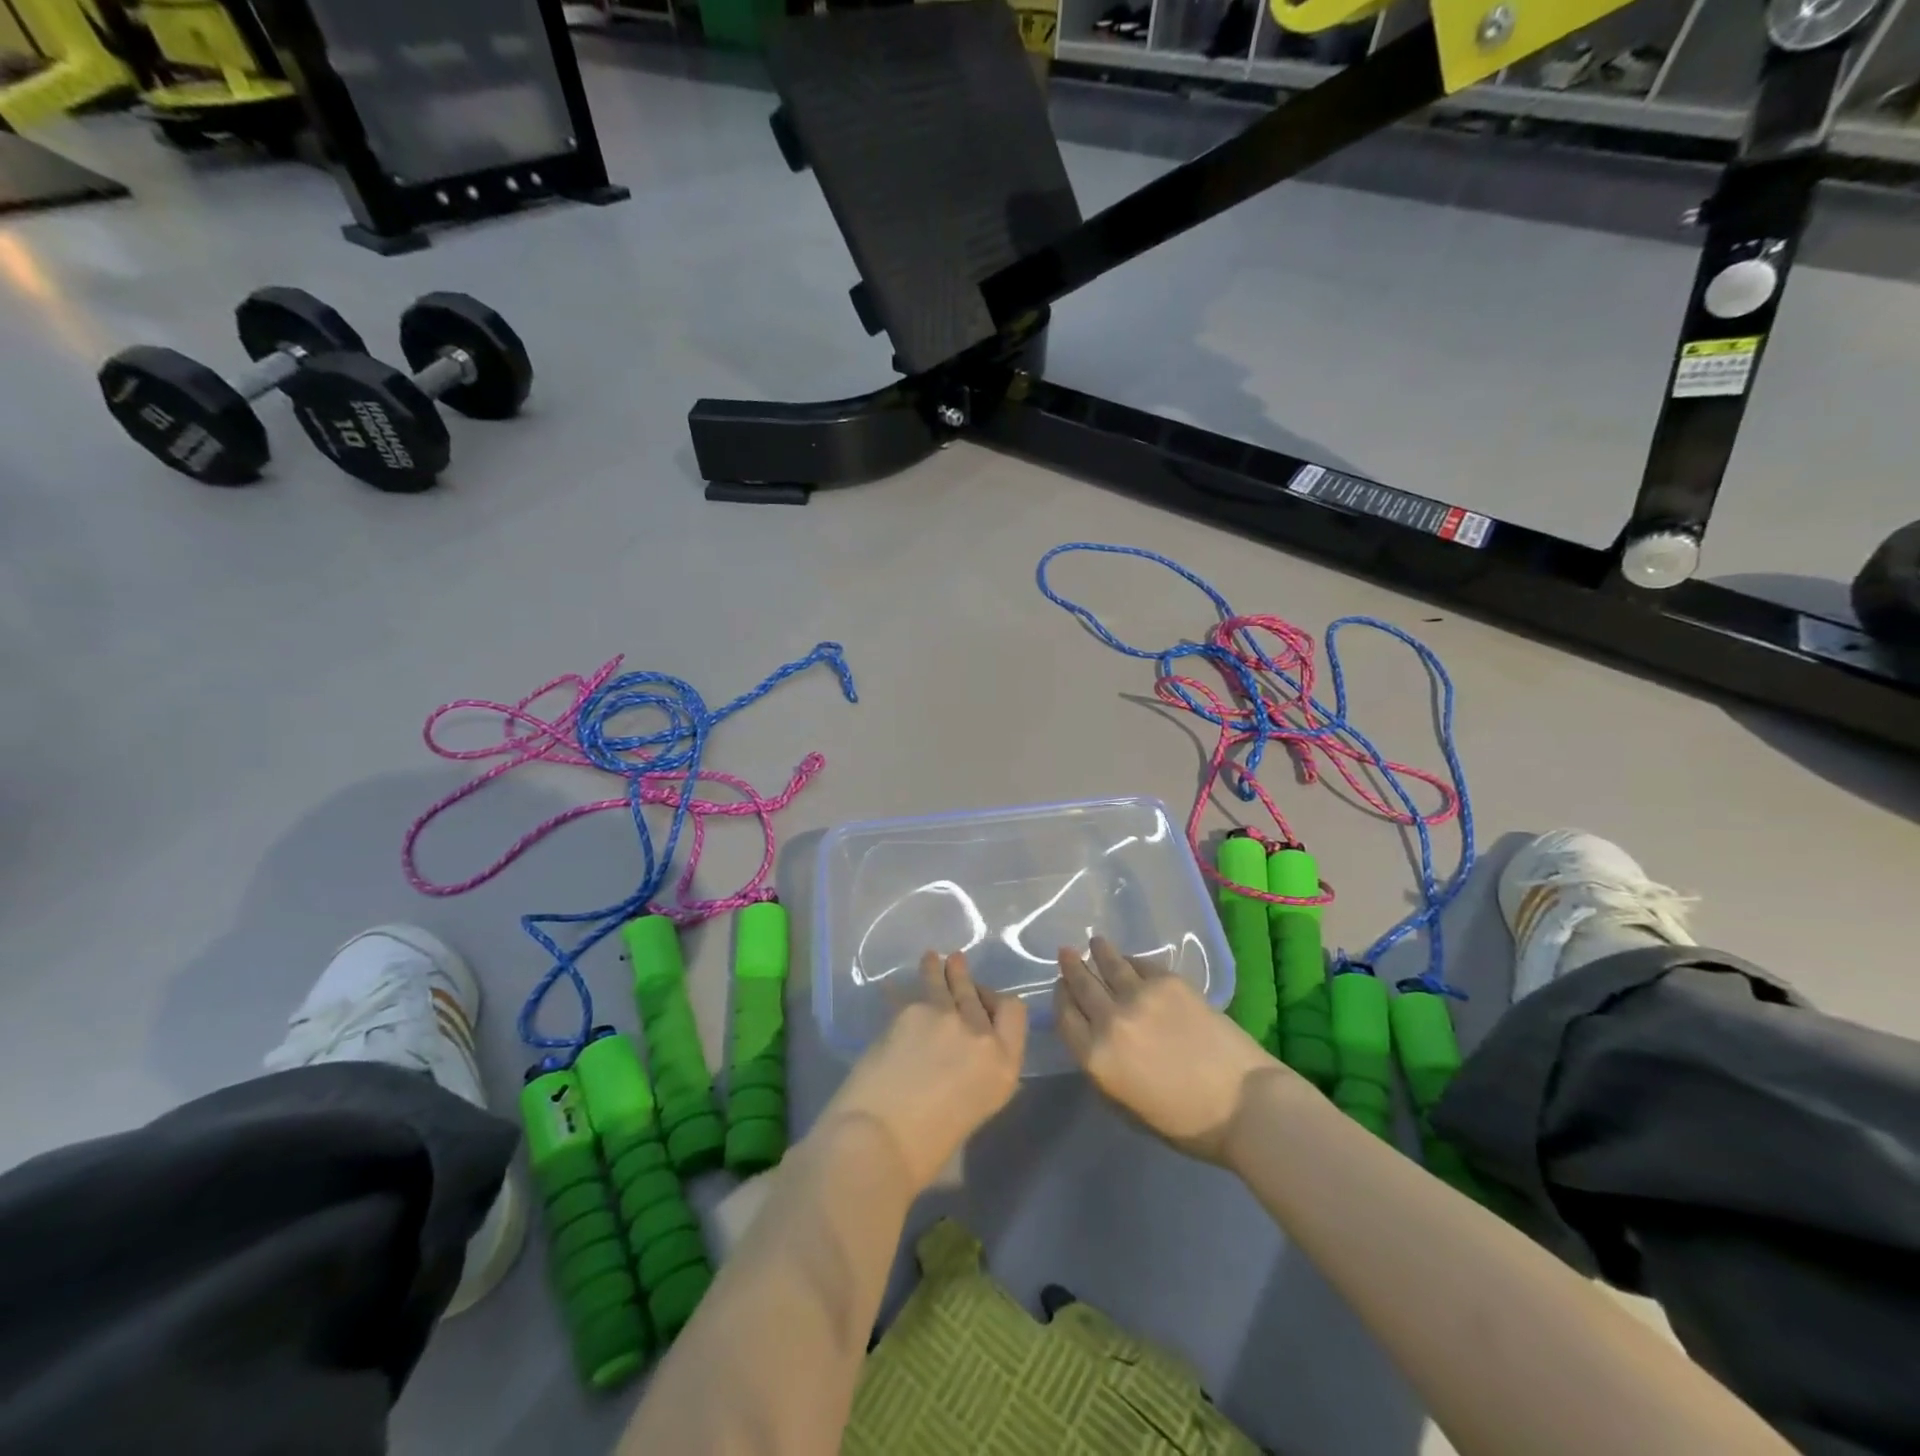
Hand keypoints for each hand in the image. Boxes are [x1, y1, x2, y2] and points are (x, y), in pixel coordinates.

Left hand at [819, 951, 1027, 1191]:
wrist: (878, 1142)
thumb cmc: (925, 1149)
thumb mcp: (972, 1109)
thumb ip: (976, 1073)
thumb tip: (961, 1056)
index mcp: (1004, 1066)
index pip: (1015, 1012)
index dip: (999, 1001)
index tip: (984, 1000)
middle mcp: (981, 1035)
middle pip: (979, 994)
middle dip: (967, 980)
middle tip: (957, 967)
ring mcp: (946, 1017)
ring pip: (946, 982)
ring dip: (939, 969)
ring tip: (933, 958)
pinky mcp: (911, 1011)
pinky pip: (909, 994)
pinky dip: (901, 990)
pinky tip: (892, 985)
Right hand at [1056, 936, 1290, 1165]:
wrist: (1243, 1104)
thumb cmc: (1185, 1122)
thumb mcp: (1126, 1105)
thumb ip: (1103, 1069)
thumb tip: (1096, 1038)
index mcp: (1095, 1057)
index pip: (1065, 1017)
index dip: (1061, 998)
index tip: (1061, 987)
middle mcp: (1110, 1019)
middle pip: (1082, 985)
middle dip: (1073, 968)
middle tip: (1066, 953)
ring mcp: (1139, 996)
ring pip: (1110, 964)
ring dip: (1099, 953)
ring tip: (1095, 943)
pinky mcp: (1169, 982)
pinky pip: (1142, 964)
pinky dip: (1132, 960)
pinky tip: (1131, 959)